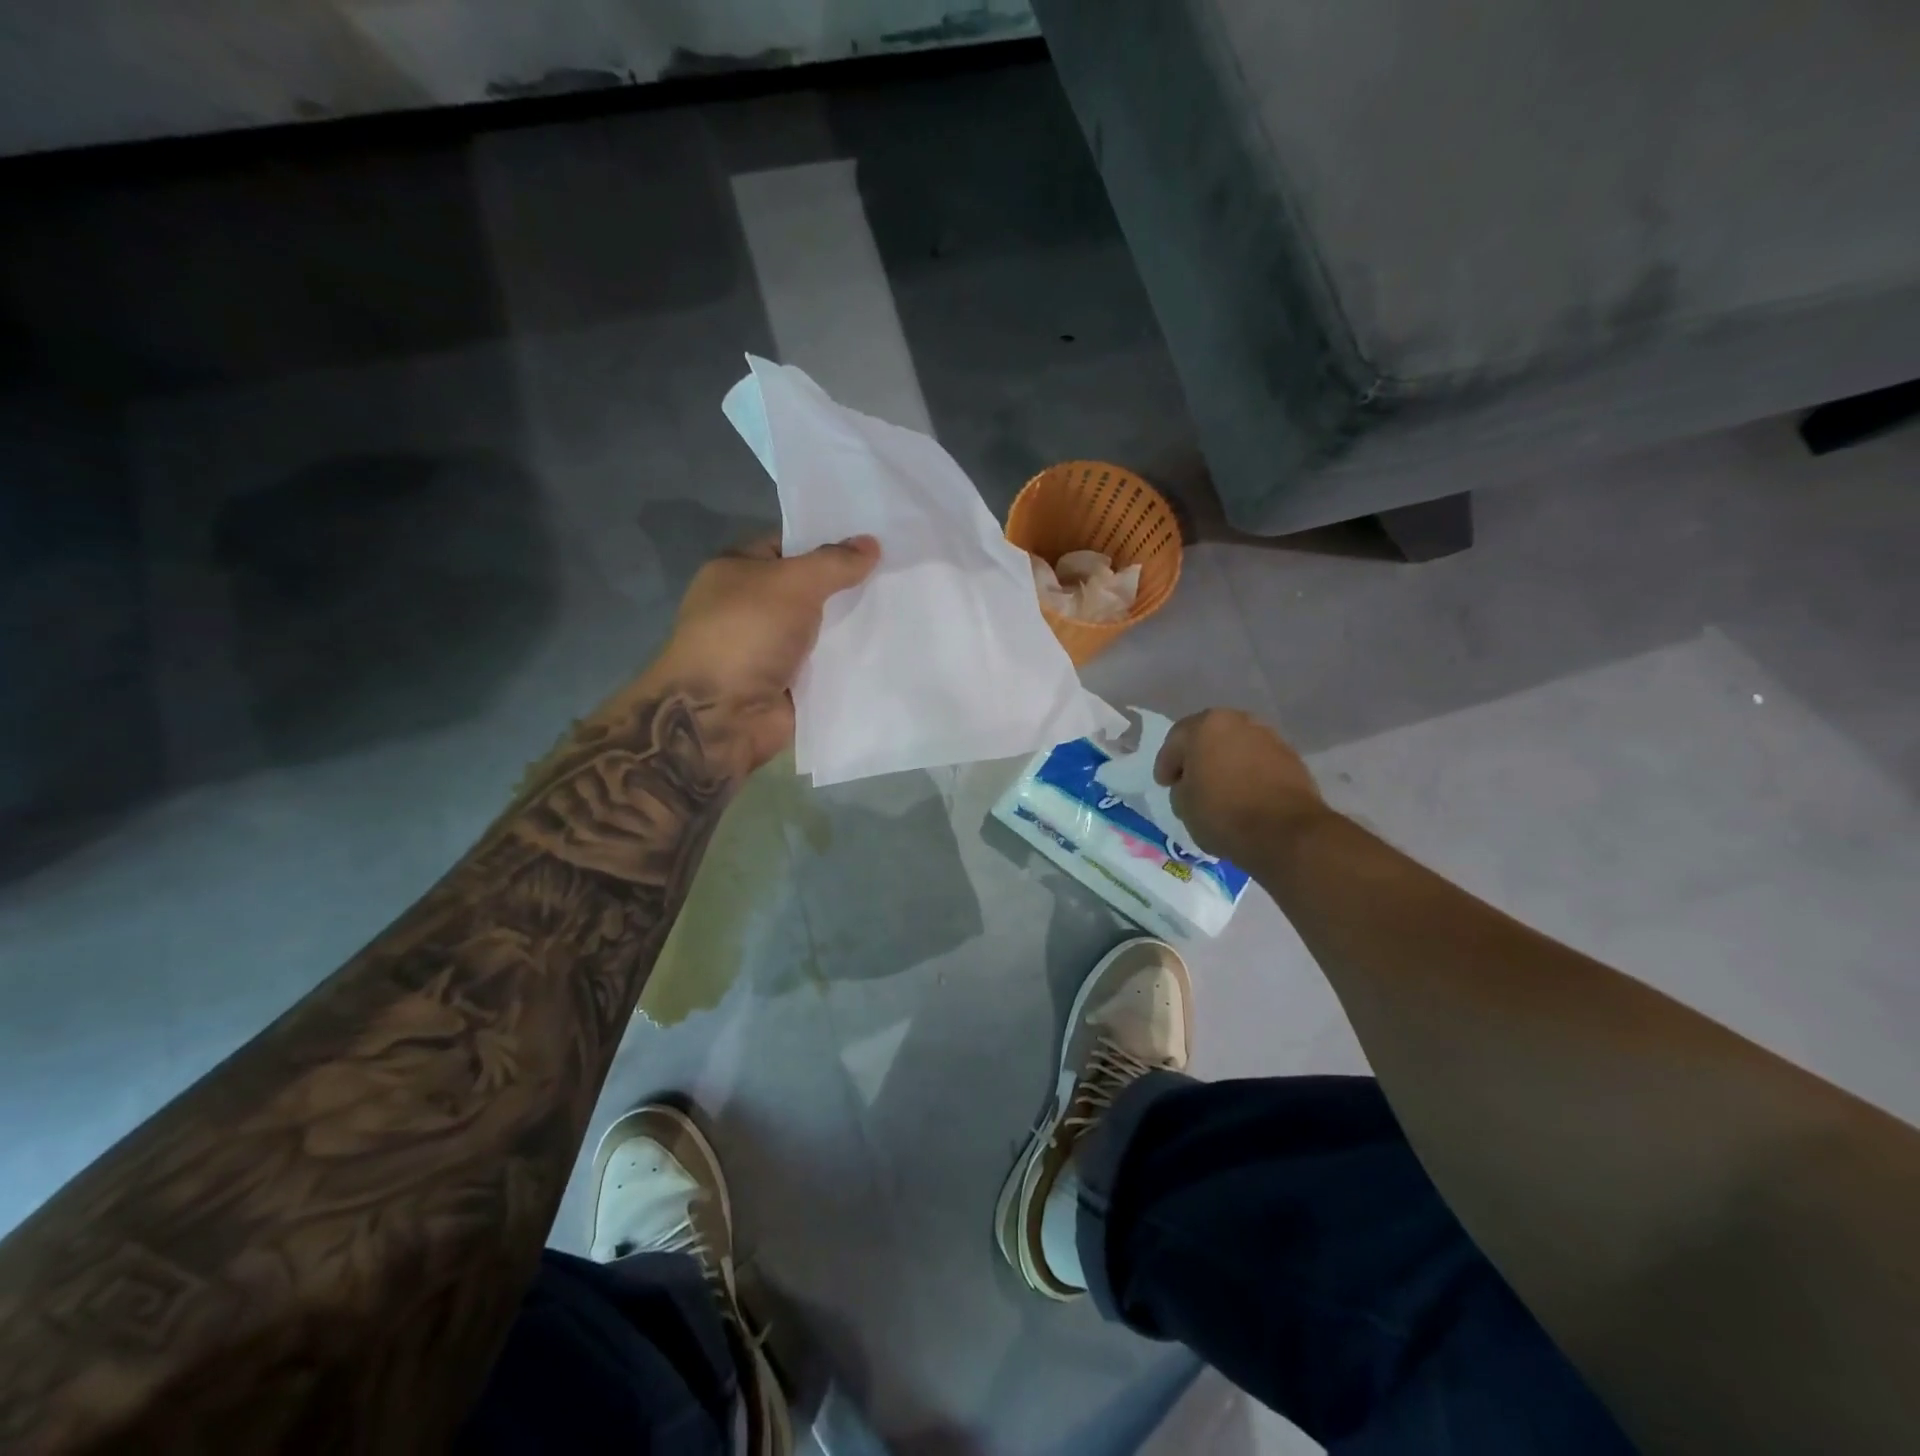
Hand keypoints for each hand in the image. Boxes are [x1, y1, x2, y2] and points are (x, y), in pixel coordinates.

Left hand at [649, 534, 879, 769]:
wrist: (721, 715)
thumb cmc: (748, 634)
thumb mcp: (794, 584)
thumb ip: (834, 563)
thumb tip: (871, 543)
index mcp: (738, 570)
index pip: (789, 545)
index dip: (828, 542)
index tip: (874, 542)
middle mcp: (751, 606)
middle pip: (810, 589)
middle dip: (848, 586)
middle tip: (898, 575)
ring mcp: (769, 648)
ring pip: (821, 630)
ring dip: (853, 627)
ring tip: (904, 611)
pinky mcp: (787, 683)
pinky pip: (826, 666)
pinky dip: (849, 663)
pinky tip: (889, 651)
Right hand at [1154, 708, 1328, 864]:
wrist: (1286, 833)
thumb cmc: (1223, 813)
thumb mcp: (1182, 804)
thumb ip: (1181, 786)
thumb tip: (1192, 784)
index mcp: (1206, 725)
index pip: (1175, 741)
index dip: (1166, 764)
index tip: (1164, 784)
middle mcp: (1239, 721)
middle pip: (1209, 737)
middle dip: (1198, 757)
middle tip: (1189, 781)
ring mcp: (1269, 737)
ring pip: (1236, 747)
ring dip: (1225, 763)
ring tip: (1219, 789)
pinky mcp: (1291, 758)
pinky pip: (1258, 761)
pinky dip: (1248, 773)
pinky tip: (1243, 794)